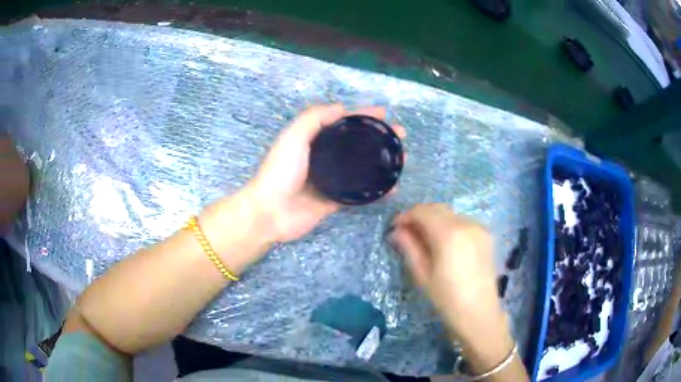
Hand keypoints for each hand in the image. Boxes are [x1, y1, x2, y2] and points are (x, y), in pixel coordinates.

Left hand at [248, 104, 404, 242]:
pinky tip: (393, 188)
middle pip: (357, 144)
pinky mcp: (335, 200)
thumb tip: (341, 108)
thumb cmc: (281, 171)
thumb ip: (314, 119)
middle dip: (379, 138)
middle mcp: (324, 157)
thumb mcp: (294, 137)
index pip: (343, 123)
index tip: (384, 114)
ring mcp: (331, 180)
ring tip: (402, 159)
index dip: (363, 116)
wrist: (271, 212)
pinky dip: (377, 190)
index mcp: (314, 140)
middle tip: (400, 136)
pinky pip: (360, 193)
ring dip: (381, 162)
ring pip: (362, 167)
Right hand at [390, 204, 512, 370]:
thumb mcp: (423, 275)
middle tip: (406, 233)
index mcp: (449, 234)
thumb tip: (396, 231)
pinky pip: (463, 222)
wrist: (479, 313)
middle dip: (420, 216)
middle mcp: (466, 223)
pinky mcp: (486, 235)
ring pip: (450, 214)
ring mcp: (479, 227)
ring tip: (424, 239)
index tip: (395, 228)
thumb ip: (409, 248)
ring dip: (434, 220)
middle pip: (437, 208)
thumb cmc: (447, 299)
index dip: (406, 216)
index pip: (422, 211)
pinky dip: (449, 226)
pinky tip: (444, 243)